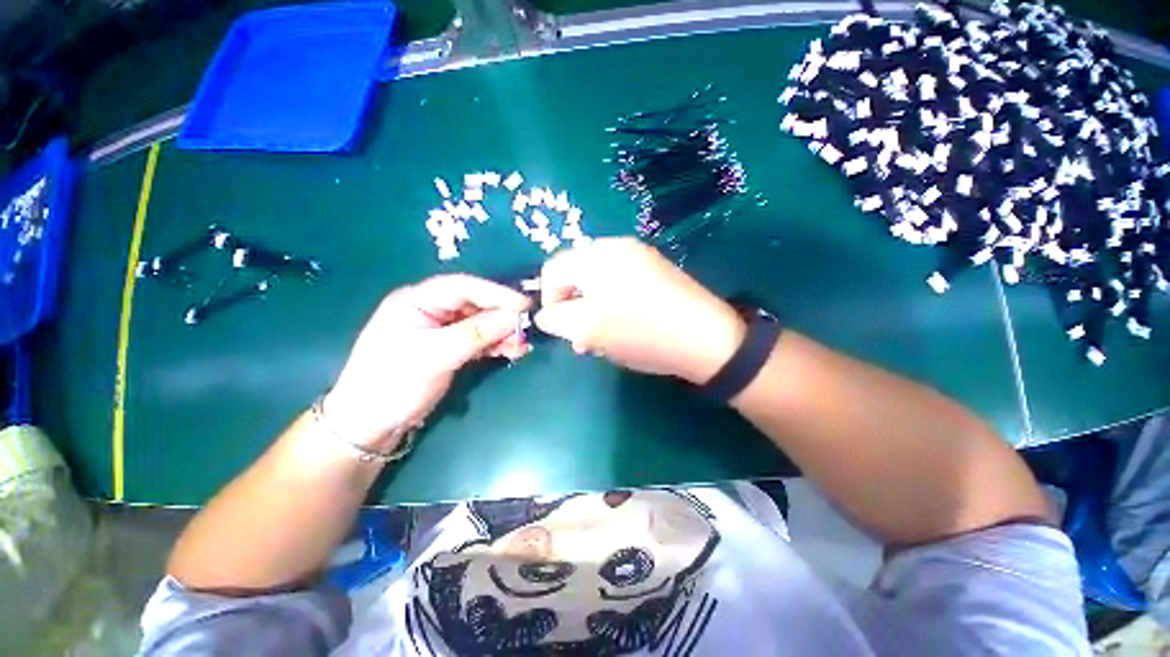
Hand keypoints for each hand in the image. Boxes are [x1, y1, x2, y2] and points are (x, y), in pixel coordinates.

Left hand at [325, 275, 530, 451]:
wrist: (370, 424)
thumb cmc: (394, 383)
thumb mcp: (435, 356)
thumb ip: (476, 334)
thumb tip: (514, 318)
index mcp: (417, 300)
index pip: (463, 287)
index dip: (496, 293)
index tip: (524, 305)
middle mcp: (431, 309)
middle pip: (475, 304)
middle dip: (502, 316)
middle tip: (526, 329)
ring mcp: (441, 329)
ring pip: (480, 322)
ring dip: (502, 332)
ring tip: (521, 346)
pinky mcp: (449, 347)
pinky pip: (479, 339)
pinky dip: (496, 344)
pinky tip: (511, 350)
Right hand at [536, 237, 744, 382]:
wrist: (706, 338)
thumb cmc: (641, 332)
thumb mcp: (589, 330)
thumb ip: (557, 320)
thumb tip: (545, 315)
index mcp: (597, 255)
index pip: (554, 268)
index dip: (548, 298)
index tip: (558, 327)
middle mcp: (616, 246)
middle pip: (576, 272)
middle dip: (572, 304)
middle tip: (580, 336)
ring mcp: (639, 255)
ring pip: (598, 279)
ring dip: (591, 306)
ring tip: (600, 335)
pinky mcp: (655, 269)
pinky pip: (620, 281)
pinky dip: (611, 301)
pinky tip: (622, 323)